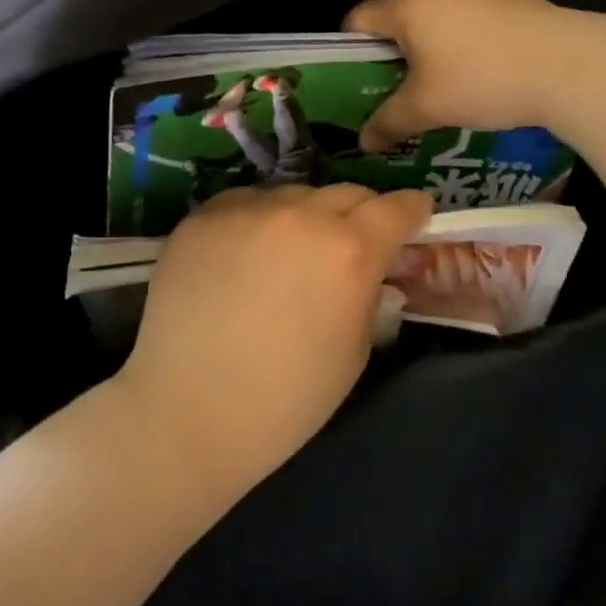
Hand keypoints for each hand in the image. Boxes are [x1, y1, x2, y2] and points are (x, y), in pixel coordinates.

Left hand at [115, 184, 433, 495]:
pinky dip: (257, 220)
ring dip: (305, 217)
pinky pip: (246, 203)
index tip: (416, 215)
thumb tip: (368, 266)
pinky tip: (245, 255)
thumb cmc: (286, 398)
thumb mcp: (355, 348)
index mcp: (350, 250)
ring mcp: (247, 210)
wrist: (189, 413)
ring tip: (289, 254)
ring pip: (294, 196)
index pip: (396, 208)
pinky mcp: (204, 217)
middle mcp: (301, 215)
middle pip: (347, 193)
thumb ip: (367, 290)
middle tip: (351, 243)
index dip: (412, 210)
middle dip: (360, 214)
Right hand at [345, 0, 577, 150]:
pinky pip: (459, 19)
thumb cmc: (481, 80)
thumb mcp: (426, 108)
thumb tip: (362, 142)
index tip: (358, 91)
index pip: (354, 23)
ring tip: (433, 89)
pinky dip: (454, 43)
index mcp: (402, 2)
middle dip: (387, 57)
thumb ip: (387, 123)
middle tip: (391, 95)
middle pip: (391, 18)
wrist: (566, 64)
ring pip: (428, 19)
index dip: (348, 59)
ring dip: (422, 51)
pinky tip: (472, 74)